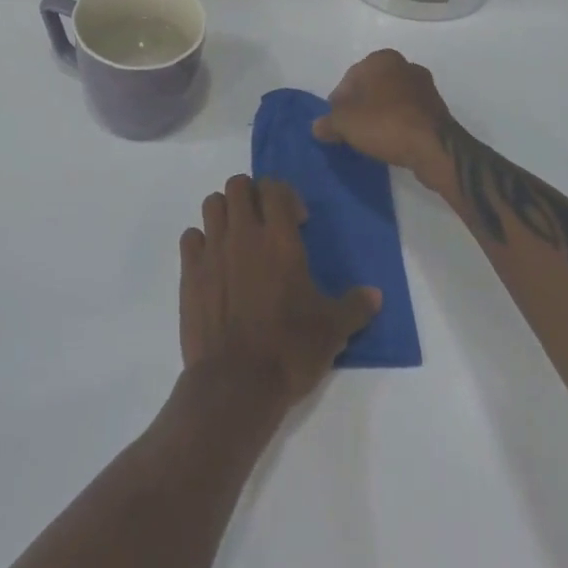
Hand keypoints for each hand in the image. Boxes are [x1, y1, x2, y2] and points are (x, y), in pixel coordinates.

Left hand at [179, 175, 380, 412]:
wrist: (236, 384)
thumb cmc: (289, 349)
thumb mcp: (333, 330)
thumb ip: (355, 306)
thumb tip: (376, 295)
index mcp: (279, 237)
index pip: (275, 187)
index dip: (285, 195)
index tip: (297, 220)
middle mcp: (243, 233)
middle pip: (238, 184)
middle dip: (252, 195)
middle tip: (264, 222)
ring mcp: (213, 249)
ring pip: (212, 204)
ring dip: (225, 212)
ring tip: (238, 237)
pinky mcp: (190, 271)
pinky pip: (191, 237)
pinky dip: (201, 241)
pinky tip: (213, 262)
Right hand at [313, 49, 459, 193]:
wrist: (434, 147)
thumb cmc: (385, 123)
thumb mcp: (345, 124)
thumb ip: (328, 123)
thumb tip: (317, 127)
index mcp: (381, 59)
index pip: (349, 79)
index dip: (338, 102)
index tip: (336, 123)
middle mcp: (404, 65)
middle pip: (371, 87)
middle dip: (360, 106)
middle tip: (351, 130)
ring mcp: (424, 86)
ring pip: (391, 100)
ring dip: (380, 115)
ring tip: (371, 139)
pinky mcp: (437, 108)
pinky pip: (408, 114)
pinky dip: (398, 124)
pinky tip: (391, 142)